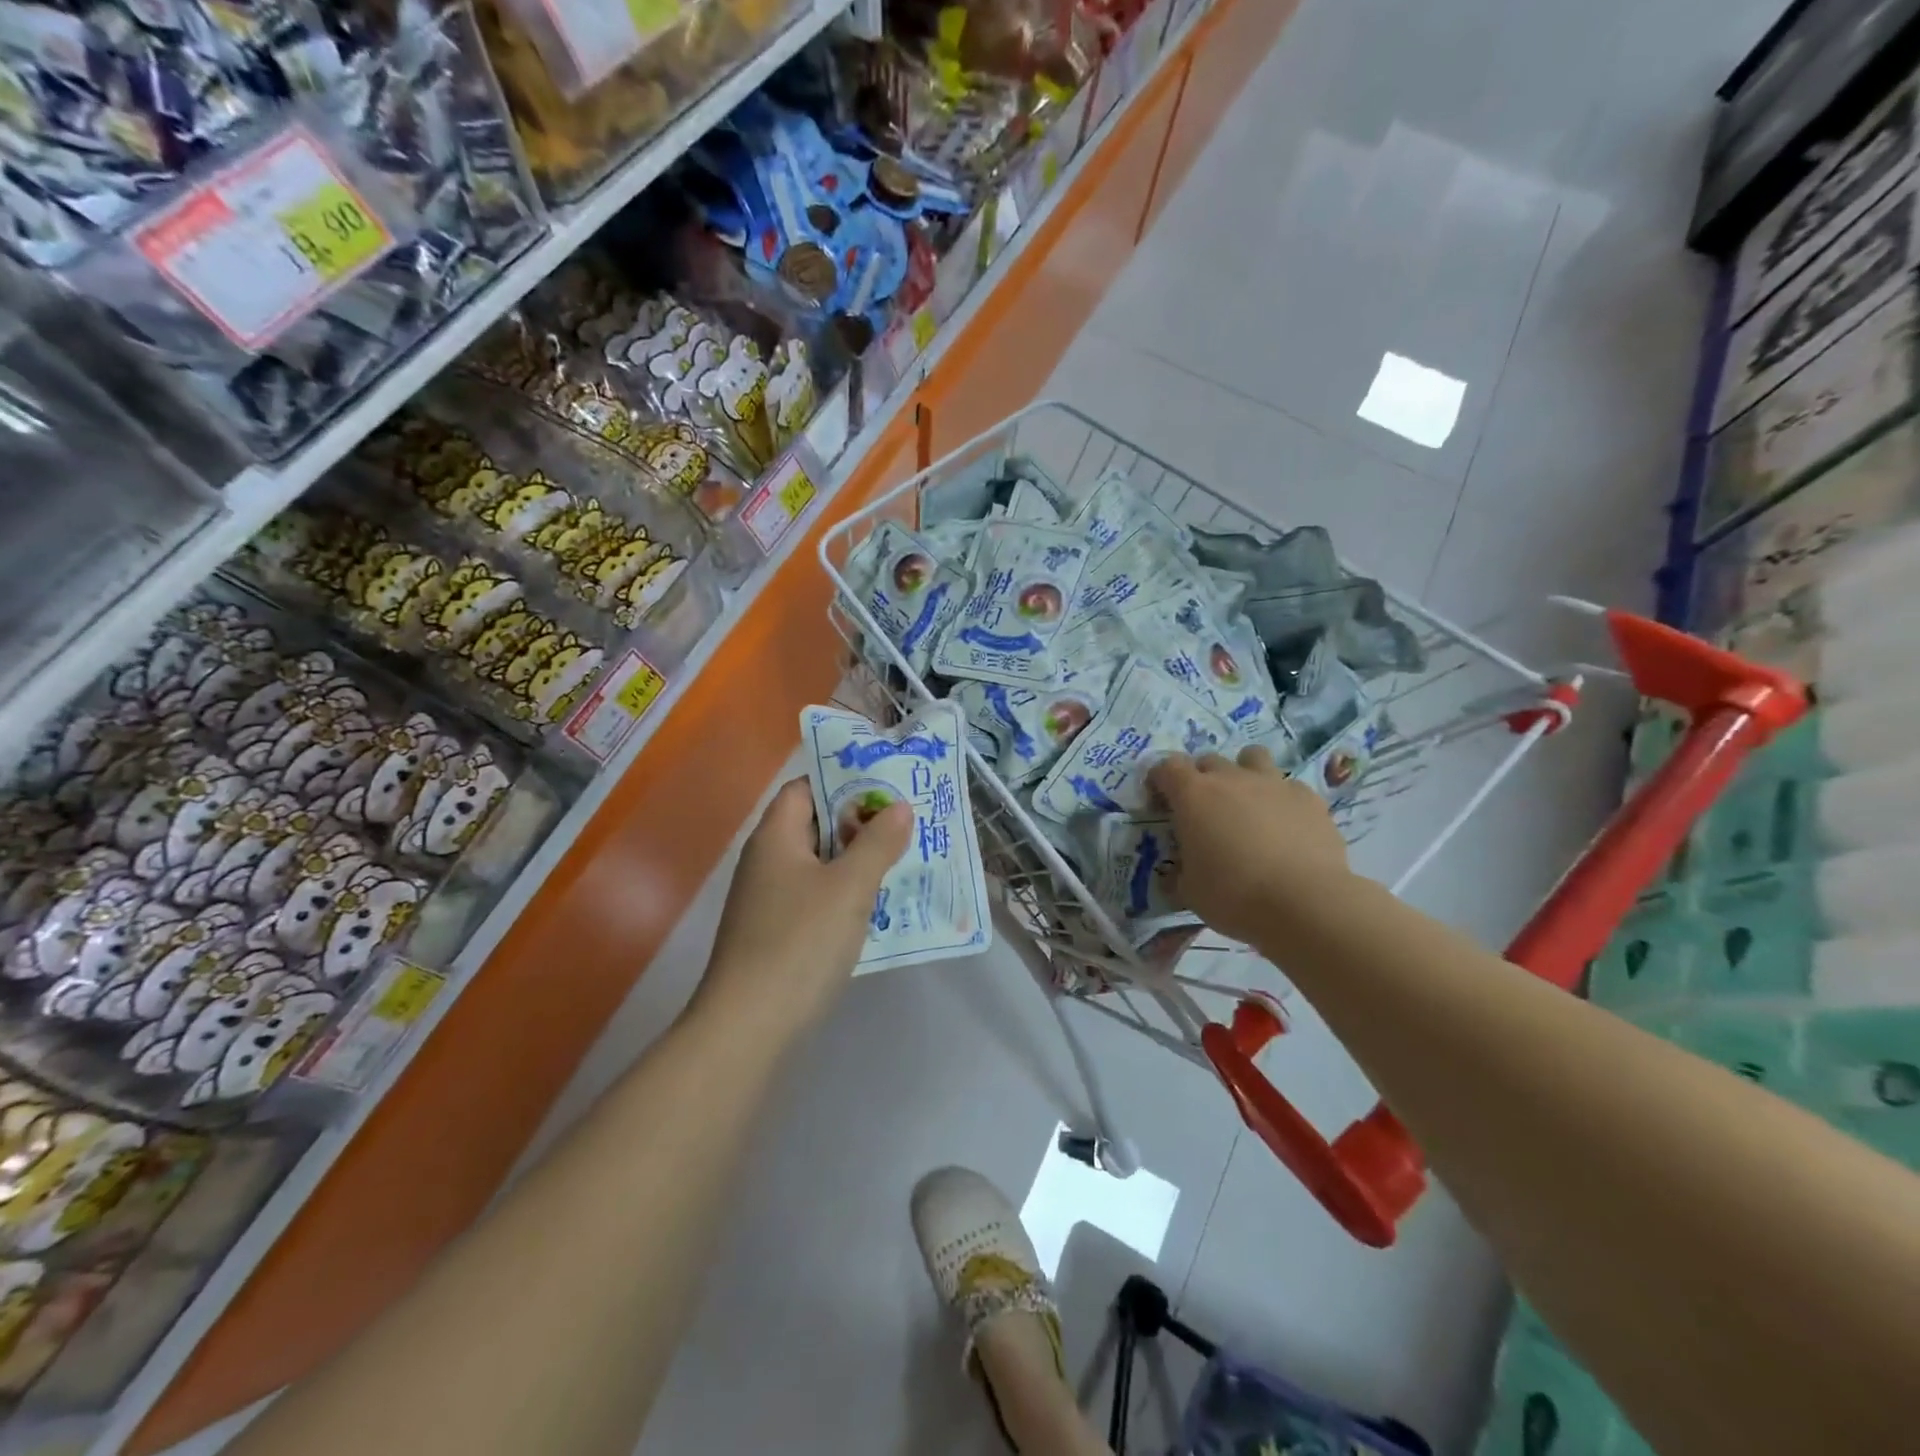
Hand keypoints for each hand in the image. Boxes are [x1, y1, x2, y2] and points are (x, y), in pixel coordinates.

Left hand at [697, 777, 911, 1039]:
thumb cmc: (800, 942)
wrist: (748, 1026)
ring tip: (903, 859)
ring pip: (819, 865)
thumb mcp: (849, 887)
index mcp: (775, 837)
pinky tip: (878, 907)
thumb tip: (898, 807)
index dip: (843, 781)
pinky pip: (816, 898)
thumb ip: (877, 843)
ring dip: (856, 861)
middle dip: (859, 823)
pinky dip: (845, 894)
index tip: (886, 785)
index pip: (805, 788)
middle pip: (814, 826)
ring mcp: (768, 900)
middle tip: (906, 823)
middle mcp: (766, 861)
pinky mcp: (776, 934)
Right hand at [1147, 746, 1349, 943]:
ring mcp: (1273, 783)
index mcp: (1193, 795)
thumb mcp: (1189, 891)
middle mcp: (1231, 778)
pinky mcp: (1308, 798)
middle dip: (1201, 779)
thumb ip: (1180, 872)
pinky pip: (1288, 787)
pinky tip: (1285, 826)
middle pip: (1208, 760)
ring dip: (1243, 773)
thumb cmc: (1233, 895)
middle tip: (1204, 810)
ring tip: (1247, 804)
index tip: (1160, 802)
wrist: (1304, 903)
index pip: (1167, 767)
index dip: (1160, 780)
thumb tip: (1179, 873)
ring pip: (1252, 758)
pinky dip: (1281, 800)